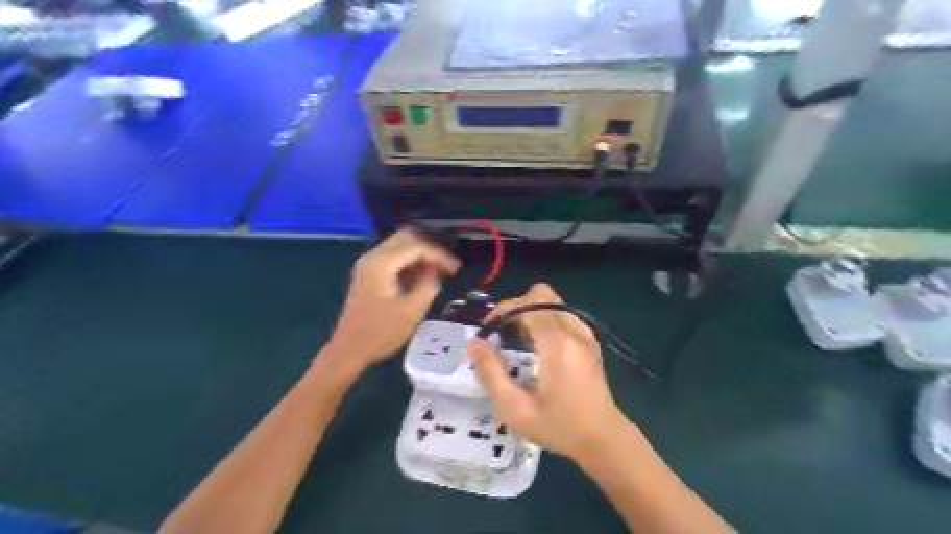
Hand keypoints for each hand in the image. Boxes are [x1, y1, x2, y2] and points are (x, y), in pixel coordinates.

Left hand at [327, 229, 459, 371]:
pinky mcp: (369, 274)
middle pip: (406, 238)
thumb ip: (428, 285)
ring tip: (439, 272)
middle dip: (429, 249)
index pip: (417, 247)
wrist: (349, 350)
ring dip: (420, 255)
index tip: (456, 268)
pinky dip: (410, 263)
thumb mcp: (412, 310)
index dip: (439, 255)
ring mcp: (369, 265)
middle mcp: (373, 257)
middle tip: (447, 265)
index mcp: (381, 263)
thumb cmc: (380, 332)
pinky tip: (422, 278)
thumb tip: (435, 272)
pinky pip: (393, 258)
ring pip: (400, 246)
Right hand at [466, 284, 629, 461]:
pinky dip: (545, 319)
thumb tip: (474, 344)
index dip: (502, 311)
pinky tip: (538, 346)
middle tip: (502, 332)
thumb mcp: (516, 408)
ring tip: (517, 339)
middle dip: (516, 306)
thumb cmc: (559, 427)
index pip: (526, 305)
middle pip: (541, 295)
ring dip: (531, 312)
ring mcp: (585, 334)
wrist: (604, 440)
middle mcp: (573, 330)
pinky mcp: (590, 341)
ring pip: (553, 302)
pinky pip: (563, 315)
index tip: (488, 330)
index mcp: (556, 342)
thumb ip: (491, 373)